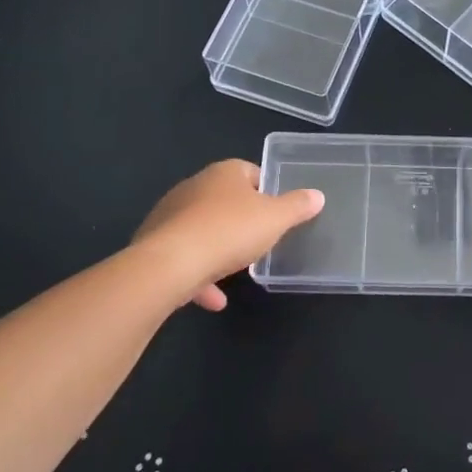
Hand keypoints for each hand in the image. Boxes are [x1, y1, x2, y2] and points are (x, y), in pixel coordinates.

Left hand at [134, 160, 323, 310]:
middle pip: (225, 200)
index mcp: (224, 173)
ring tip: (236, 270)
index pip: (251, 172)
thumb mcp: (275, 219)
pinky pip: (184, 257)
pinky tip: (213, 299)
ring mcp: (170, 215)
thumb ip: (297, 207)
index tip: (278, 212)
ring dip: (218, 250)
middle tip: (261, 239)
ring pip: (202, 230)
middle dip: (242, 220)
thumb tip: (317, 196)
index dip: (267, 190)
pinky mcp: (154, 244)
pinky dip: (199, 276)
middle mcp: (194, 186)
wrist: (169, 264)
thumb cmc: (230, 231)